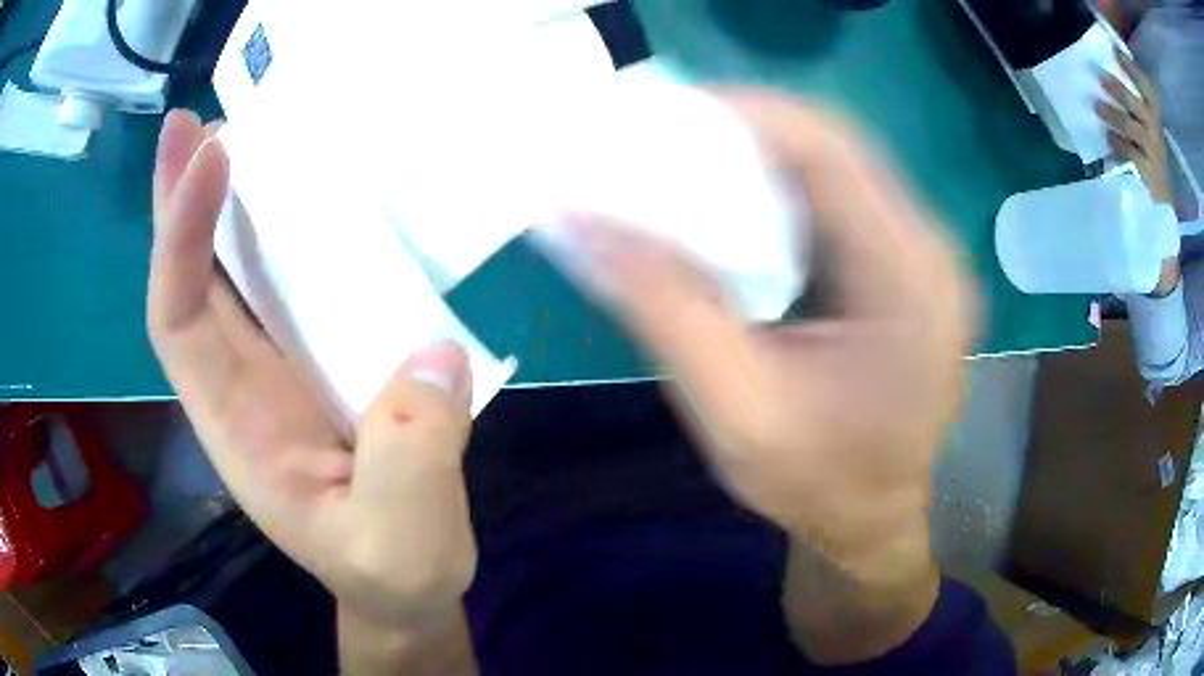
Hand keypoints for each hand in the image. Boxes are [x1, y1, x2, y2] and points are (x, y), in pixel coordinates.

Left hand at [147, 111, 476, 629]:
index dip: (181, 236)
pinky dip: (284, 230)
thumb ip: (410, 459)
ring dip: (229, 202)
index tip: (211, 155)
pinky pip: (286, 282)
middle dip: (183, 199)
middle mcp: (239, 384)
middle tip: (198, 124)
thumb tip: (431, 353)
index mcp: (237, 426)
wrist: (403, 587)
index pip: (179, 319)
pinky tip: (307, 193)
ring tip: (244, 135)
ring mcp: (277, 368)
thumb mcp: (401, 542)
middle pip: (190, 280)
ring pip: (231, 273)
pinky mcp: (319, 359)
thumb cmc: (391, 574)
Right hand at [554, 93, 972, 565]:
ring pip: (834, 166)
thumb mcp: (735, 412)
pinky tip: (731, 210)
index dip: (743, 115)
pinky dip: (777, 189)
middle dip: (742, 131)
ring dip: (757, 157)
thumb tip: (582, 218)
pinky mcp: (903, 267)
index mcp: (908, 282)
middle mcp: (928, 252)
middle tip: (660, 142)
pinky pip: (837, 199)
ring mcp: (921, 256)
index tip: (659, 118)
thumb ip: (665, 307)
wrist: (872, 522)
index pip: (830, 151)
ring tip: (683, 168)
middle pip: (834, 148)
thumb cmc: (817, 486)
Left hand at [1097, 48, 1172, 203]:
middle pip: (1139, 107)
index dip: (1133, 71)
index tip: (1116, 52)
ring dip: (1114, 115)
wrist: (1161, 201)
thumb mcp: (1144, 126)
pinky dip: (1117, 143)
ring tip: (1097, 106)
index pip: (1147, 90)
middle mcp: (1155, 132)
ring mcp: (1153, 154)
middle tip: (1102, 78)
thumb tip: (1105, 72)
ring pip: (1133, 128)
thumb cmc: (1149, 154)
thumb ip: (1132, 104)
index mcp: (1154, 117)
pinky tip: (1108, 136)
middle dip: (1121, 91)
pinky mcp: (1148, 174)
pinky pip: (1130, 154)